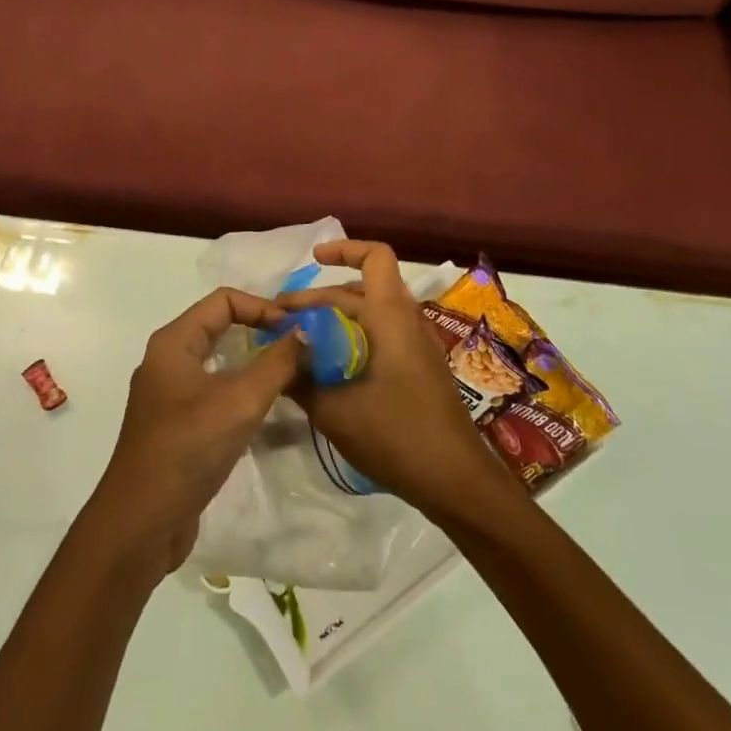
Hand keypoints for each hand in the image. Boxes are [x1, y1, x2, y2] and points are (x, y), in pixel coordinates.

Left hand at [87, 288, 302, 573]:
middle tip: (301, 347)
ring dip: (257, 367)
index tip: (296, 328)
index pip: (223, 300)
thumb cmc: (188, 448)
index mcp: (174, 343)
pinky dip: (245, 397)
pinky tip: (275, 415)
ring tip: (295, 377)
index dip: (262, 306)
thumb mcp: (241, 400)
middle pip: (222, 329)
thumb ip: (278, 362)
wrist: (141, 524)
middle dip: (262, 333)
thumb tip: (305, 332)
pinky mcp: (180, 428)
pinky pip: (218, 397)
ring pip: (222, 365)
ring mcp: (172, 397)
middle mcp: (169, 362)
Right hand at [279, 240, 507, 518]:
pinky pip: (382, 337)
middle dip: (319, 299)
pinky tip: (328, 369)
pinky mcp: (420, 369)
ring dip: (335, 321)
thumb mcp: (334, 409)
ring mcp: (417, 346)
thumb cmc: (396, 435)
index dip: (344, 249)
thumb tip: (275, 357)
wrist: (456, 480)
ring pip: (371, 315)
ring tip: (299, 342)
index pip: (374, 257)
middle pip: (361, 290)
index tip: (312, 260)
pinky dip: (353, 340)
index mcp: (391, 316)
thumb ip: (300, 379)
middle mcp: (407, 321)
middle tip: (279, 320)